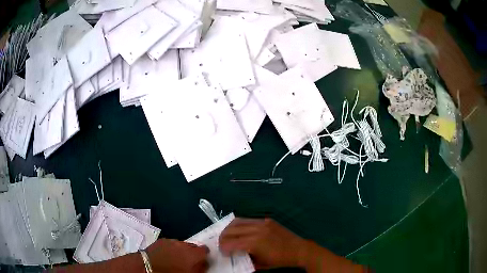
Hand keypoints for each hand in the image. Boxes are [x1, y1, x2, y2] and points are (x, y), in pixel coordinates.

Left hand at [146, 239, 208, 272]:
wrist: (147, 267)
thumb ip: (200, 268)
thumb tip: (204, 263)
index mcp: (193, 253)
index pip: (205, 250)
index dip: (204, 256)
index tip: (202, 261)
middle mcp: (183, 244)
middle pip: (193, 246)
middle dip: (192, 253)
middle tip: (188, 263)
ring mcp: (171, 241)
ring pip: (181, 245)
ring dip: (181, 251)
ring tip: (175, 260)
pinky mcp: (161, 240)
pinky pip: (170, 244)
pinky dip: (171, 249)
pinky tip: (166, 256)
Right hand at [219, 218, 310, 269]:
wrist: (299, 249)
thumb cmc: (280, 260)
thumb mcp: (261, 264)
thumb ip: (245, 259)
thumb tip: (234, 255)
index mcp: (255, 243)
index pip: (231, 243)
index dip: (223, 247)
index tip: (221, 252)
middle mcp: (256, 230)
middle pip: (231, 230)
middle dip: (222, 237)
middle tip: (221, 244)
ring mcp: (262, 223)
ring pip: (238, 221)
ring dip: (229, 229)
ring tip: (228, 236)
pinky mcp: (267, 220)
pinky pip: (248, 220)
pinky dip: (240, 225)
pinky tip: (240, 231)